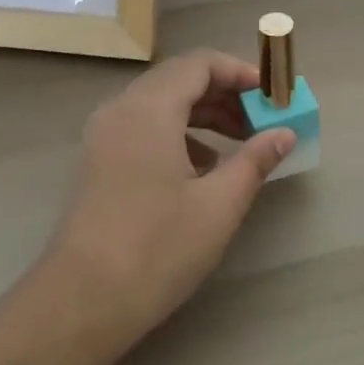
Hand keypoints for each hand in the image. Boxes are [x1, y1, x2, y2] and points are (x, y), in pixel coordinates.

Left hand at [42, 50, 292, 357]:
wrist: (80, 301)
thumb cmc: (156, 248)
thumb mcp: (218, 206)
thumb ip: (254, 161)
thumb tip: (283, 133)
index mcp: (150, 107)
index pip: (200, 63)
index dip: (239, 72)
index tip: (271, 94)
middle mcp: (122, 108)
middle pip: (179, 79)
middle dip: (223, 93)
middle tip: (260, 119)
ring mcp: (104, 133)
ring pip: (160, 103)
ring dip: (202, 113)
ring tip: (240, 142)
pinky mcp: (98, 159)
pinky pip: (143, 125)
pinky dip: (177, 131)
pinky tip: (201, 167)